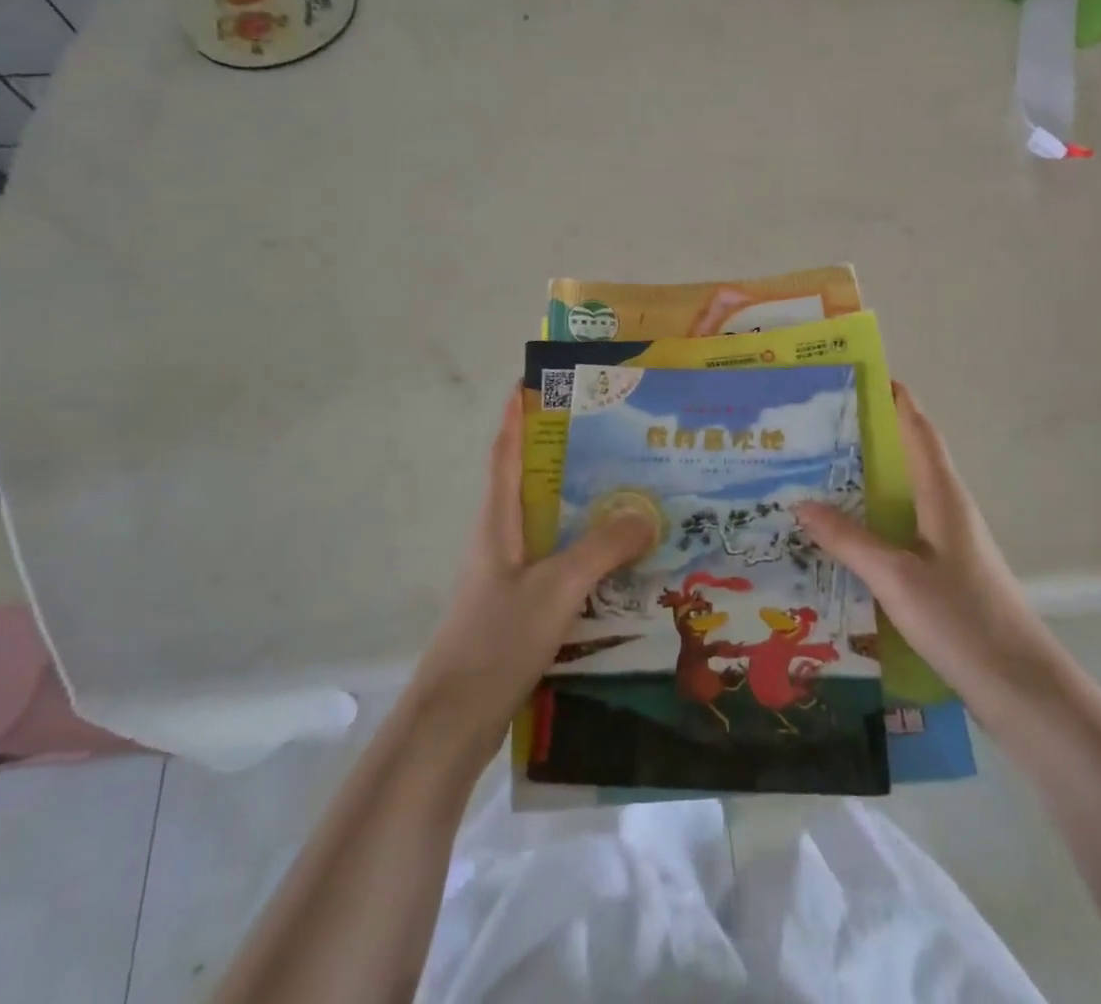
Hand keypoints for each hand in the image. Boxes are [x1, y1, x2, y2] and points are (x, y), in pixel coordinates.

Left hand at [410, 392, 652, 743]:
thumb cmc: (496, 640)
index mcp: (498, 520)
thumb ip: (602, 548)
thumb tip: (647, 512)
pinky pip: (559, 562)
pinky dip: (586, 550)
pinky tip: (620, 561)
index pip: (505, 451)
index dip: (517, 414)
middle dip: (567, 455)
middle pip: (533, 482)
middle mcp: (501, 538)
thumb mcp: (556, 587)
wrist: (454, 722)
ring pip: (550, 524)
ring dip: (583, 505)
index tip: (536, 379)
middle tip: (616, 436)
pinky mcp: (520, 606)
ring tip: (631, 491)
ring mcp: (510, 574)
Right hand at [795, 382, 1065, 716]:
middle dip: (866, 436)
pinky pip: (899, 527)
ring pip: (900, 494)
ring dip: (864, 478)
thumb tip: (800, 502)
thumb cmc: (963, 620)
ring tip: (813, 474)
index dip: (894, 399)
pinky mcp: (943, 570)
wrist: (1023, 690)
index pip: (917, 429)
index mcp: (942, 494)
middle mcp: (946, 507)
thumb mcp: (896, 578)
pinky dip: (870, 518)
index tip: (858, 375)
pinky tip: (840, 535)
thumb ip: (849, 540)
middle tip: (813, 427)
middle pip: (905, 456)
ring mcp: (946, 541)